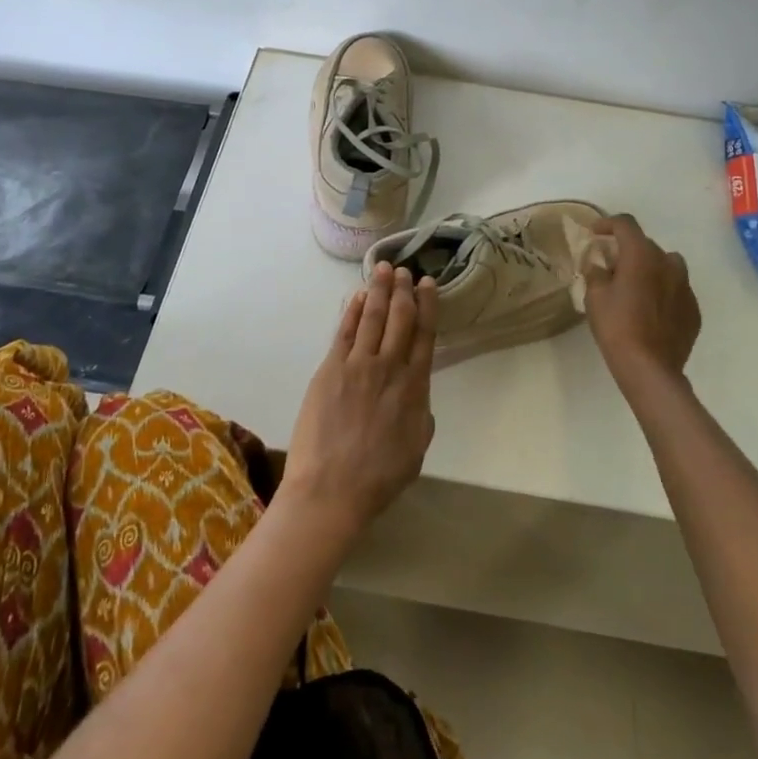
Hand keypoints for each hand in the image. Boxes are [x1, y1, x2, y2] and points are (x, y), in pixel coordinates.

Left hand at [281, 263, 437, 537]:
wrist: (332, 489)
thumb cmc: (378, 477)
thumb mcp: (416, 448)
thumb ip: (420, 414)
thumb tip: (416, 394)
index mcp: (414, 388)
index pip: (424, 336)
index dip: (427, 306)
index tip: (427, 284)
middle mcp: (389, 368)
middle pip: (399, 319)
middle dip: (403, 291)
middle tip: (405, 270)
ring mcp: (357, 365)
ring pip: (371, 317)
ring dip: (378, 290)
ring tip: (383, 269)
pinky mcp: (330, 369)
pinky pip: (344, 331)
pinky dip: (351, 311)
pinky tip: (356, 296)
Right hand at [583, 214, 701, 386]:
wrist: (649, 367)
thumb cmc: (616, 326)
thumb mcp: (595, 297)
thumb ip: (596, 273)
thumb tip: (600, 265)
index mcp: (642, 255)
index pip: (626, 224)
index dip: (608, 223)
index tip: (595, 233)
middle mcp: (668, 264)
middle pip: (646, 244)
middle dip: (628, 250)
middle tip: (611, 267)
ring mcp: (686, 287)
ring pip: (667, 265)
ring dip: (651, 268)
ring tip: (636, 286)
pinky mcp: (694, 309)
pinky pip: (677, 289)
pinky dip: (663, 291)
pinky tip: (651, 310)